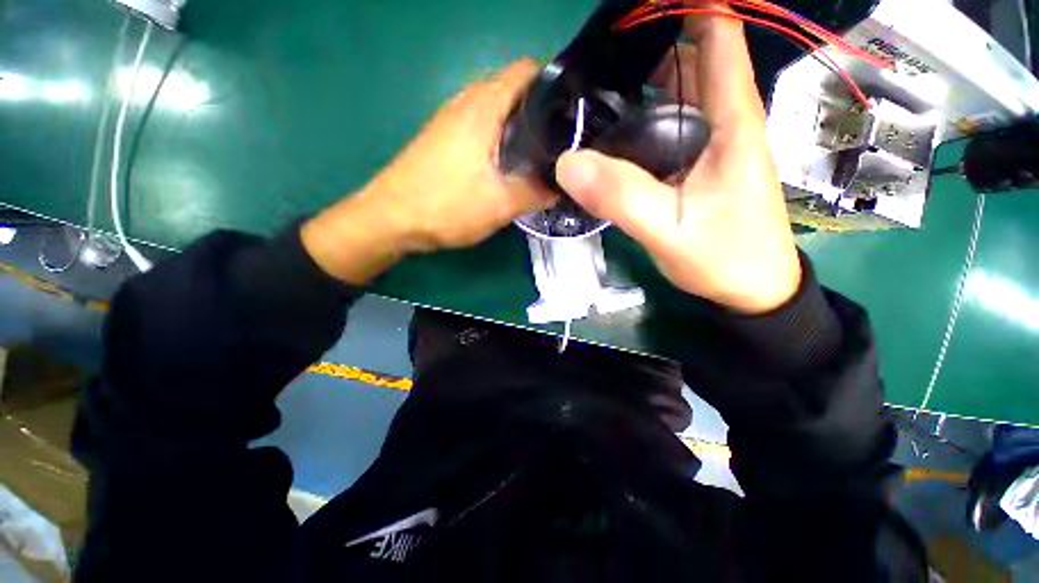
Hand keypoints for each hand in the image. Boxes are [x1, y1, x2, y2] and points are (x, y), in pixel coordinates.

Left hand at [303, 59, 552, 284]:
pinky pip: (480, 127)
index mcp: (483, 107)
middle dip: (540, 111)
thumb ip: (535, 193)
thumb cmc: (446, 206)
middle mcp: (465, 102)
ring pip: (495, 111)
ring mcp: (450, 120)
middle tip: (559, 142)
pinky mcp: (443, 138)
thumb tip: (560, 187)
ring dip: (518, 127)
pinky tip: (506, 165)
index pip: (526, 71)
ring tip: (538, 155)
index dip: (554, 86)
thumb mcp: (499, 205)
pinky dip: (499, 138)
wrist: (391, 219)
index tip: (572, 114)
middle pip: (513, 90)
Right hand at [554, 16, 800, 314]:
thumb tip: (565, 163)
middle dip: (646, 41)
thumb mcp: (669, 230)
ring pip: (675, 92)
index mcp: (730, 120)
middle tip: (595, 54)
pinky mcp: (694, 165)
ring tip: (593, 83)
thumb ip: (621, 198)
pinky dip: (639, 115)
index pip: (718, 36)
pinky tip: (610, 128)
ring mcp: (707, 144)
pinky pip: (665, 125)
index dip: (687, 6)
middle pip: (688, 57)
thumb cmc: (724, 258)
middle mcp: (722, 121)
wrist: (752, 291)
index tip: (635, 9)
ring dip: (640, 78)